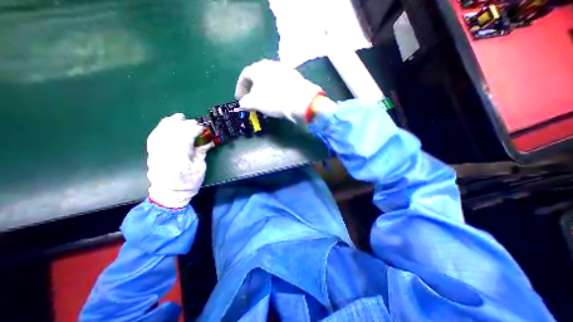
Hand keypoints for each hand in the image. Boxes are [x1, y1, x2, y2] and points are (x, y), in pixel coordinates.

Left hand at [146, 113, 211, 208]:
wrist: (169, 193)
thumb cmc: (189, 182)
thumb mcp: (200, 168)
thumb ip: (202, 152)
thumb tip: (208, 140)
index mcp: (180, 159)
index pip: (185, 138)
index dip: (194, 130)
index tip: (203, 128)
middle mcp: (165, 153)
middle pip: (173, 133)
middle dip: (184, 125)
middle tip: (194, 122)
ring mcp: (156, 152)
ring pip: (161, 132)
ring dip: (171, 123)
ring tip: (179, 116)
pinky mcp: (152, 152)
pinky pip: (154, 136)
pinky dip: (160, 128)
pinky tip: (166, 123)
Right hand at [232, 59, 320, 121]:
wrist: (300, 100)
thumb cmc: (274, 99)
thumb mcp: (255, 102)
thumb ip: (245, 102)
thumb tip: (243, 103)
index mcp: (259, 67)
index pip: (245, 75)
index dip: (240, 88)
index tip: (240, 99)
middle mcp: (272, 65)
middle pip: (258, 77)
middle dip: (253, 90)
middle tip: (252, 101)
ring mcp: (285, 70)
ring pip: (270, 80)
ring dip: (264, 91)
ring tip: (265, 102)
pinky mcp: (295, 78)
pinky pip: (280, 84)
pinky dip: (275, 91)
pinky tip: (278, 100)